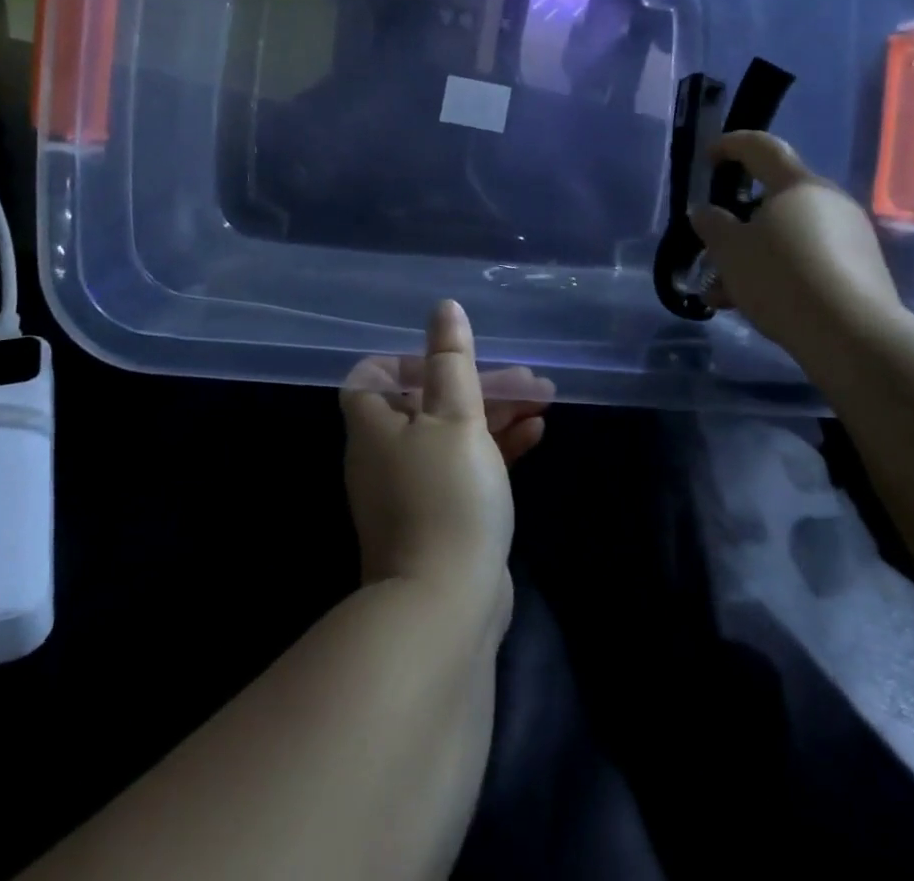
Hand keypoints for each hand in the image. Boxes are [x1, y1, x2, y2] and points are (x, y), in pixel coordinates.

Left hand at [339, 302, 547, 604]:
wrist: (446, 606)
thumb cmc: (446, 495)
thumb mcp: (455, 416)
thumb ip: (451, 361)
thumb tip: (444, 308)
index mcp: (374, 426)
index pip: (372, 377)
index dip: (408, 360)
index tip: (450, 359)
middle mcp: (385, 454)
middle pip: (426, 403)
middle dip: (476, 386)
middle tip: (525, 378)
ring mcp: (412, 490)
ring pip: (452, 435)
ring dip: (494, 415)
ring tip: (540, 400)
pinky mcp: (441, 518)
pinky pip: (466, 468)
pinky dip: (496, 449)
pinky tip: (536, 435)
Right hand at [689, 132, 904, 360]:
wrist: (854, 337)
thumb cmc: (782, 278)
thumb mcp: (729, 251)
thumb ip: (712, 225)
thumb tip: (705, 211)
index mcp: (797, 185)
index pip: (761, 147)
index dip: (731, 145)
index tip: (708, 157)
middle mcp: (829, 201)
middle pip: (774, 199)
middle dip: (738, 222)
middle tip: (711, 246)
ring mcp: (851, 236)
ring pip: (787, 236)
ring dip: (753, 257)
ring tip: (722, 292)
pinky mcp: (861, 270)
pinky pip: (807, 260)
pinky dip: (778, 274)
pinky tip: (753, 305)